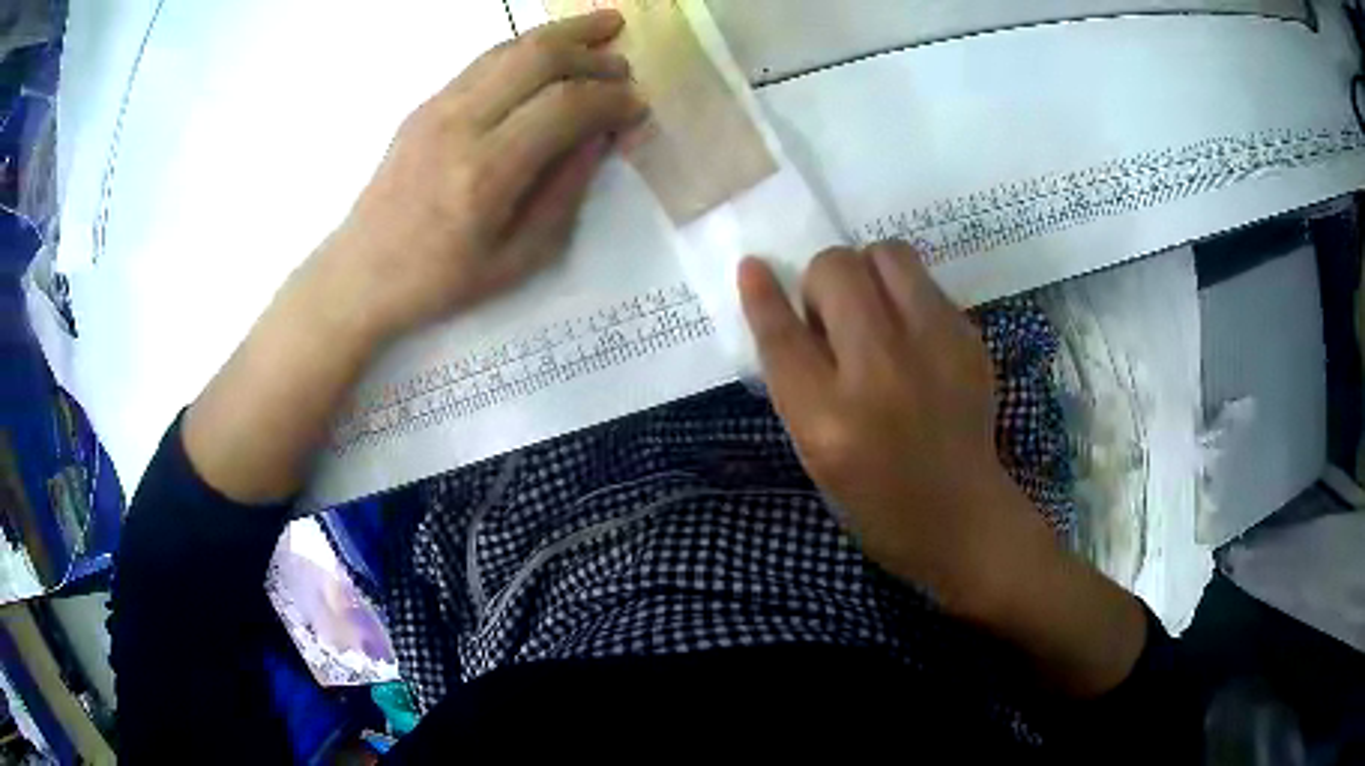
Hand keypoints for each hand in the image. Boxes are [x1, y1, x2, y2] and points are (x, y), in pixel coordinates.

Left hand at [321, 10, 646, 340]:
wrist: (361, 273)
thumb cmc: (440, 280)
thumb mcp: (519, 259)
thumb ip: (565, 192)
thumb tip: (598, 138)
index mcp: (486, 173)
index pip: (566, 106)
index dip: (612, 99)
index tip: (637, 108)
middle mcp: (460, 125)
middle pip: (539, 58)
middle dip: (593, 54)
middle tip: (624, 66)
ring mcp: (437, 107)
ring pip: (511, 47)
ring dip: (564, 34)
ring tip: (603, 26)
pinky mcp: (426, 104)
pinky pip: (485, 59)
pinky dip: (527, 47)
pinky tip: (550, 49)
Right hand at [738, 242, 1020, 602]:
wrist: (961, 517)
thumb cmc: (874, 499)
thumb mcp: (815, 452)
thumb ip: (798, 382)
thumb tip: (790, 310)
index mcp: (827, 419)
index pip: (782, 335)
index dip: (761, 295)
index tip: (752, 266)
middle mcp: (879, 372)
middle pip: (835, 270)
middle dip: (821, 281)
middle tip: (834, 318)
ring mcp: (933, 349)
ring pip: (886, 254)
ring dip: (867, 271)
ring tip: (874, 310)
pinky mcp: (969, 339)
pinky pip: (924, 281)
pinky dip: (905, 294)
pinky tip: (911, 335)